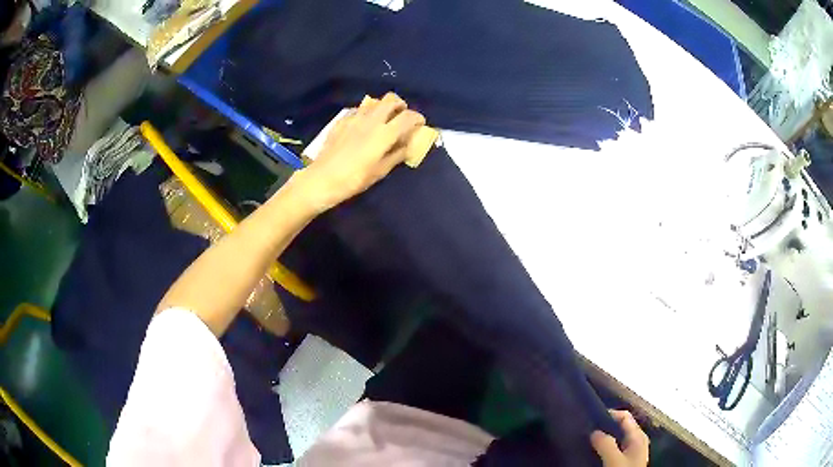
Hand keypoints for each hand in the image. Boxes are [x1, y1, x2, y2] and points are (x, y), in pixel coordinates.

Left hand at [290, 92, 425, 213]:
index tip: (420, 124)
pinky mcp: (341, 121)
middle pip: (391, 99)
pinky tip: (363, 125)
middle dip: (400, 104)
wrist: (322, 179)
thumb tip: (407, 146)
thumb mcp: (380, 171)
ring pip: (374, 102)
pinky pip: (358, 110)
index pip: (408, 116)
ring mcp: (354, 118)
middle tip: (402, 115)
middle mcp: (371, 120)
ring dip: (382, 107)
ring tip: (383, 120)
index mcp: (384, 134)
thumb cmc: (354, 179)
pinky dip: (366, 113)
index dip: (417, 118)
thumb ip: (396, 155)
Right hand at [590, 410, 649, 466]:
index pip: (624, 416)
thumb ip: (606, 444)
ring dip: (604, 440)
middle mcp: (637, 441)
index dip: (609, 415)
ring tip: (589, 444)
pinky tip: (595, 455)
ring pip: (616, 440)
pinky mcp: (626, 462)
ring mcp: (632, 452)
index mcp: (638, 436)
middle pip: (620, 427)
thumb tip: (594, 431)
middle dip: (605, 429)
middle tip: (587, 433)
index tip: (591, 421)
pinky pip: (615, 450)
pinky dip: (605, 449)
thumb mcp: (614, 460)